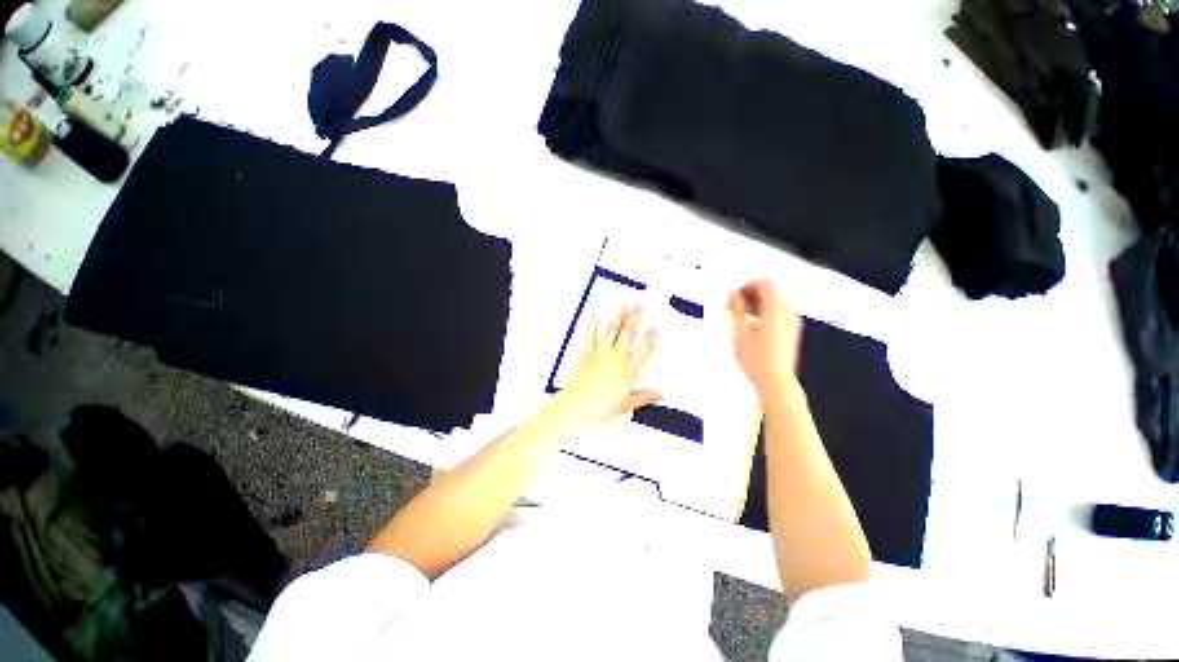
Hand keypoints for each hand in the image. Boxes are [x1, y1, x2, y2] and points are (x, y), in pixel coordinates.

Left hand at [544, 306, 660, 435]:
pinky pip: (591, 335)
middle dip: (635, 319)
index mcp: (628, 369)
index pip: (643, 349)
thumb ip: (644, 397)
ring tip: (623, 307)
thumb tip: (659, 395)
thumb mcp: (627, 404)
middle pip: (628, 334)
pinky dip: (592, 324)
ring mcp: (601, 353)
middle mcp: (616, 357)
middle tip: (640, 307)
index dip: (650, 338)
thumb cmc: (602, 406)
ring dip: (619, 317)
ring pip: (613, 331)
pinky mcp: (588, 353)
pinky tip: (593, 314)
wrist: (578, 405)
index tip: (653, 327)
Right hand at [728, 279, 802, 395]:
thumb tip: (733, 294)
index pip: (764, 284)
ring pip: (774, 301)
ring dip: (757, 302)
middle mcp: (788, 313)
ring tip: (740, 315)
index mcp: (775, 311)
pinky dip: (765, 311)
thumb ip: (736, 309)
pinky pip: (778, 311)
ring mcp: (792, 322)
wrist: (774, 381)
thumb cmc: (757, 361)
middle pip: (770, 290)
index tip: (734, 294)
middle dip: (750, 293)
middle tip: (733, 304)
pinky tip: (751, 323)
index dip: (746, 285)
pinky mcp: (791, 330)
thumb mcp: (739, 332)